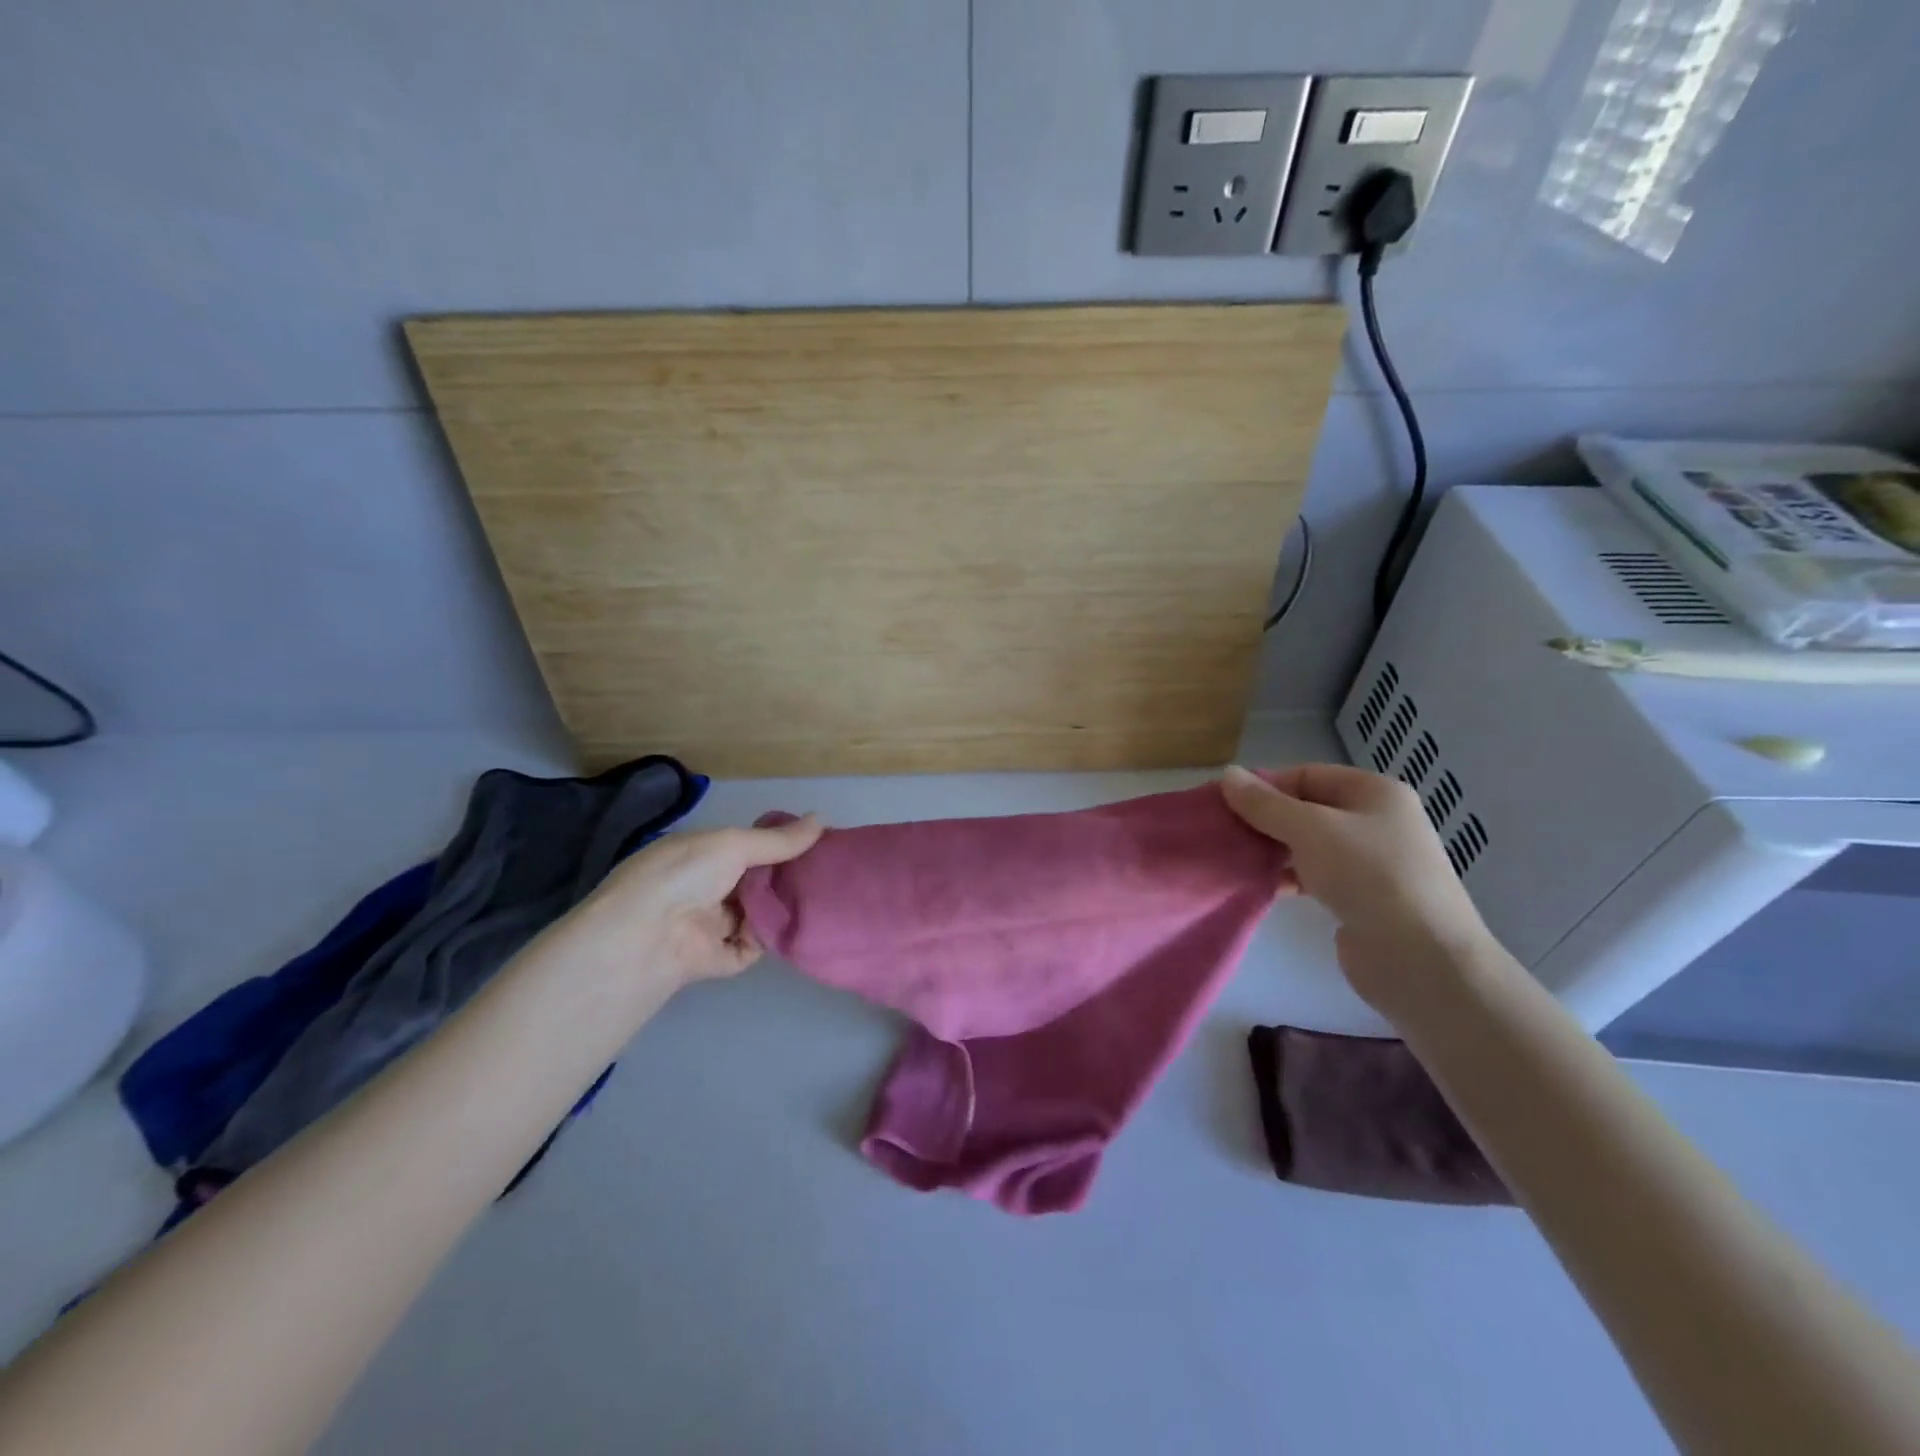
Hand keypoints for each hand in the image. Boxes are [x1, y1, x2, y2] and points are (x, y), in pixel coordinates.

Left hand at [569, 816, 824, 985]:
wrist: (646, 938)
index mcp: (700, 855)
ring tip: (822, 896)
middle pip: (756, 880)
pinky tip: (797, 926)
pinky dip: (771, 938)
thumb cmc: (685, 876)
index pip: (746, 846)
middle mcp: (705, 887)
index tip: (816, 842)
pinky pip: (755, 945)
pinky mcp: (720, 958)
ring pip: (758, 913)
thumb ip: (778, 840)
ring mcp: (711, 925)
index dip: (779, 844)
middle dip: (786, 876)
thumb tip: (821, 819)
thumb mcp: (732, 845)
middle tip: (825, 871)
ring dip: (782, 907)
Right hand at [1221, 764, 1493, 1013]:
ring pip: (1309, 845)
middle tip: (1225, 833)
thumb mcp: (1309, 829)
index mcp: (1375, 792)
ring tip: (1235, 860)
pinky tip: (1260, 886)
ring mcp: (1371, 863)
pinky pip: (1315, 876)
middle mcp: (1376, 822)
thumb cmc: (1368, 875)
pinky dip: (1288, 878)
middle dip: (1266, 820)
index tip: (1227, 805)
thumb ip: (1264, 803)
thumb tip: (1226, 773)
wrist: (1420, 958)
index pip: (1308, 774)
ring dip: (1273, 850)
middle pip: (1307, 810)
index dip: (1266, 786)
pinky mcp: (1361, 899)